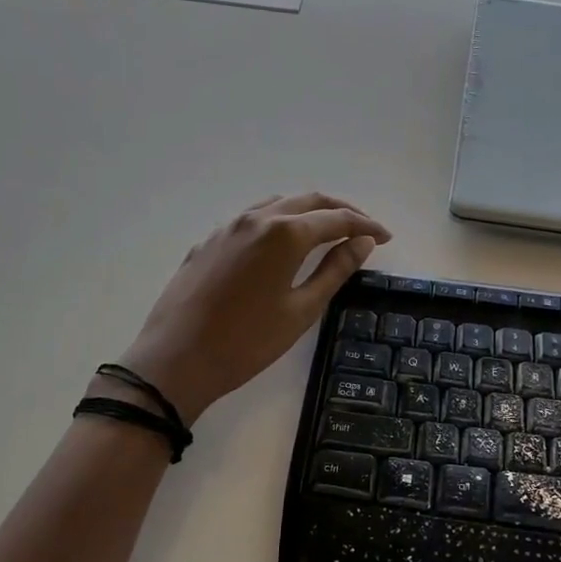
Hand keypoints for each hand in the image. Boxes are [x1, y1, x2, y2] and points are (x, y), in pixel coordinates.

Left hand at [114, 193, 390, 425]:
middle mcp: (256, 218)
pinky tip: (281, 246)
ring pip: (278, 205)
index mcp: (284, 233)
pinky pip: (252, 220)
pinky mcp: (208, 241)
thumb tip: (362, 243)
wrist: (175, 360)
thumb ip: (335, 270)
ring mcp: (228, 227)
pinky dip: (278, 223)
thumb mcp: (301, 310)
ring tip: (327, 232)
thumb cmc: (247, 342)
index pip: (336, 218)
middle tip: (364, 230)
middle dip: (341, 211)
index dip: (365, 225)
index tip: (385, 237)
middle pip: (308, 201)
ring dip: (308, 212)